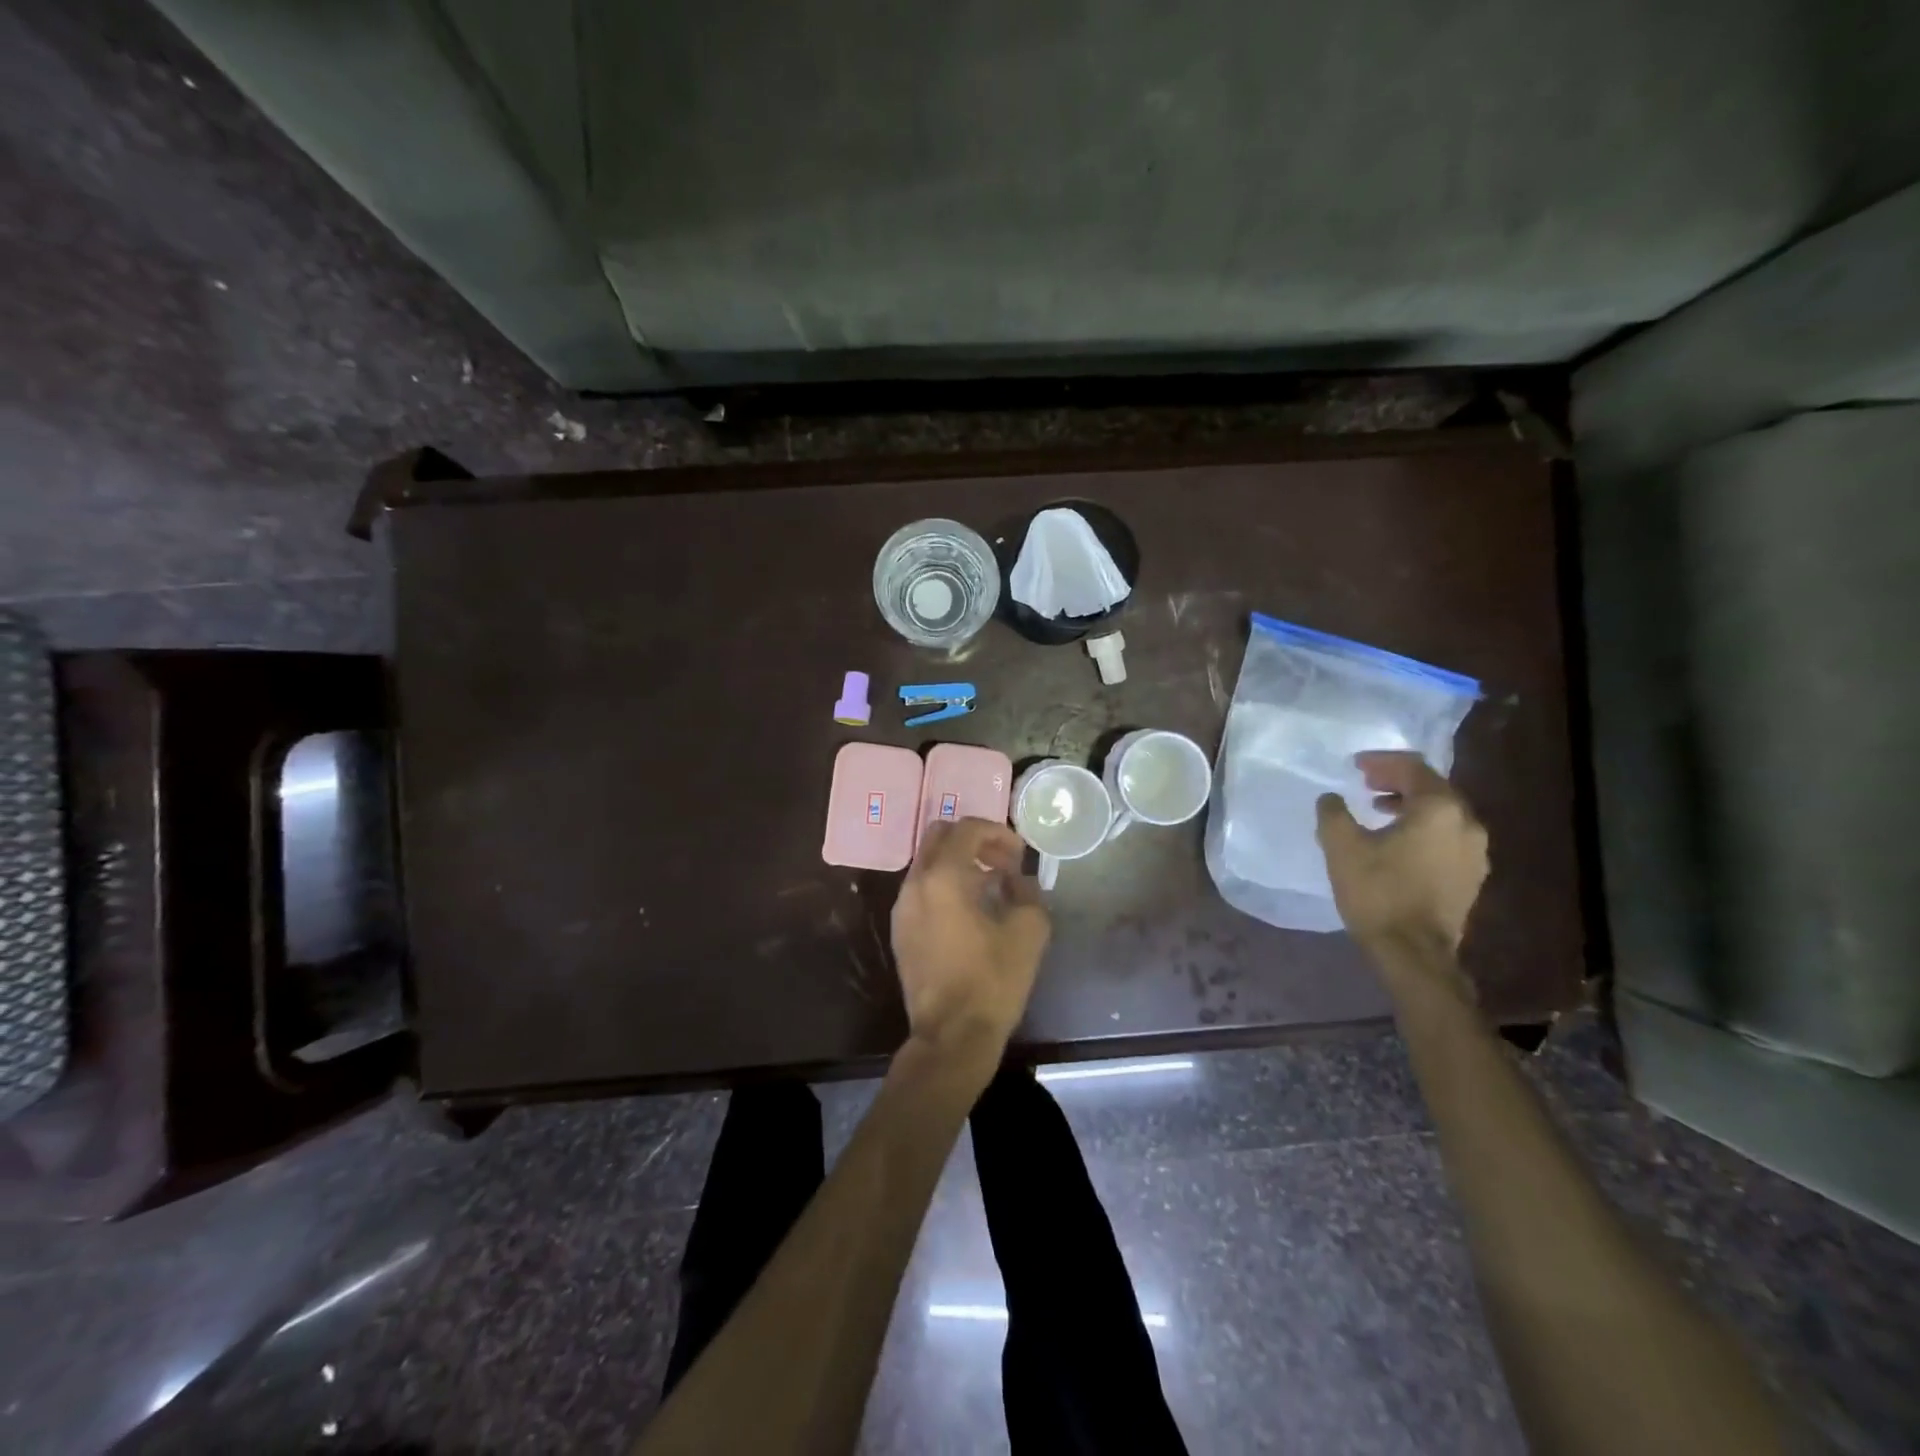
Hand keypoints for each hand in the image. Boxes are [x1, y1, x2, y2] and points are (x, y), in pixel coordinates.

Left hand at [890, 818, 1050, 1064]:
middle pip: (939, 836)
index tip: (1020, 855)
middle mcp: (915, 883)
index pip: (968, 829)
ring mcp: (902, 907)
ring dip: (959, 863)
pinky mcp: (900, 930)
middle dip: (973, 840)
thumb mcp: (1029, 931)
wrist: (951, 1035)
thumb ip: (1028, 892)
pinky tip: (970, 910)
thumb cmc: (992, 981)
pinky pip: (922, 889)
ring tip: (991, 886)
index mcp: (943, 876)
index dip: (998, 833)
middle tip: (1002, 862)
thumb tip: (1018, 881)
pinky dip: (945, 885)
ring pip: (928, 862)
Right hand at [1315, 752, 1488, 958]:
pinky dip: (1423, 828)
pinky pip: (1448, 836)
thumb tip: (1331, 799)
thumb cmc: (1377, 892)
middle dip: (1397, 781)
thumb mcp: (1341, 846)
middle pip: (1433, 788)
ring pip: (1443, 813)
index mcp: (1439, 809)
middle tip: (1366, 783)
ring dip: (1410, 805)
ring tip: (1379, 810)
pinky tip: (1398, 841)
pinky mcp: (1472, 876)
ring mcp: (1476, 852)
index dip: (1382, 762)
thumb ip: (1333, 813)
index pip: (1413, 769)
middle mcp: (1467, 823)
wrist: (1413, 952)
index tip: (1356, 765)